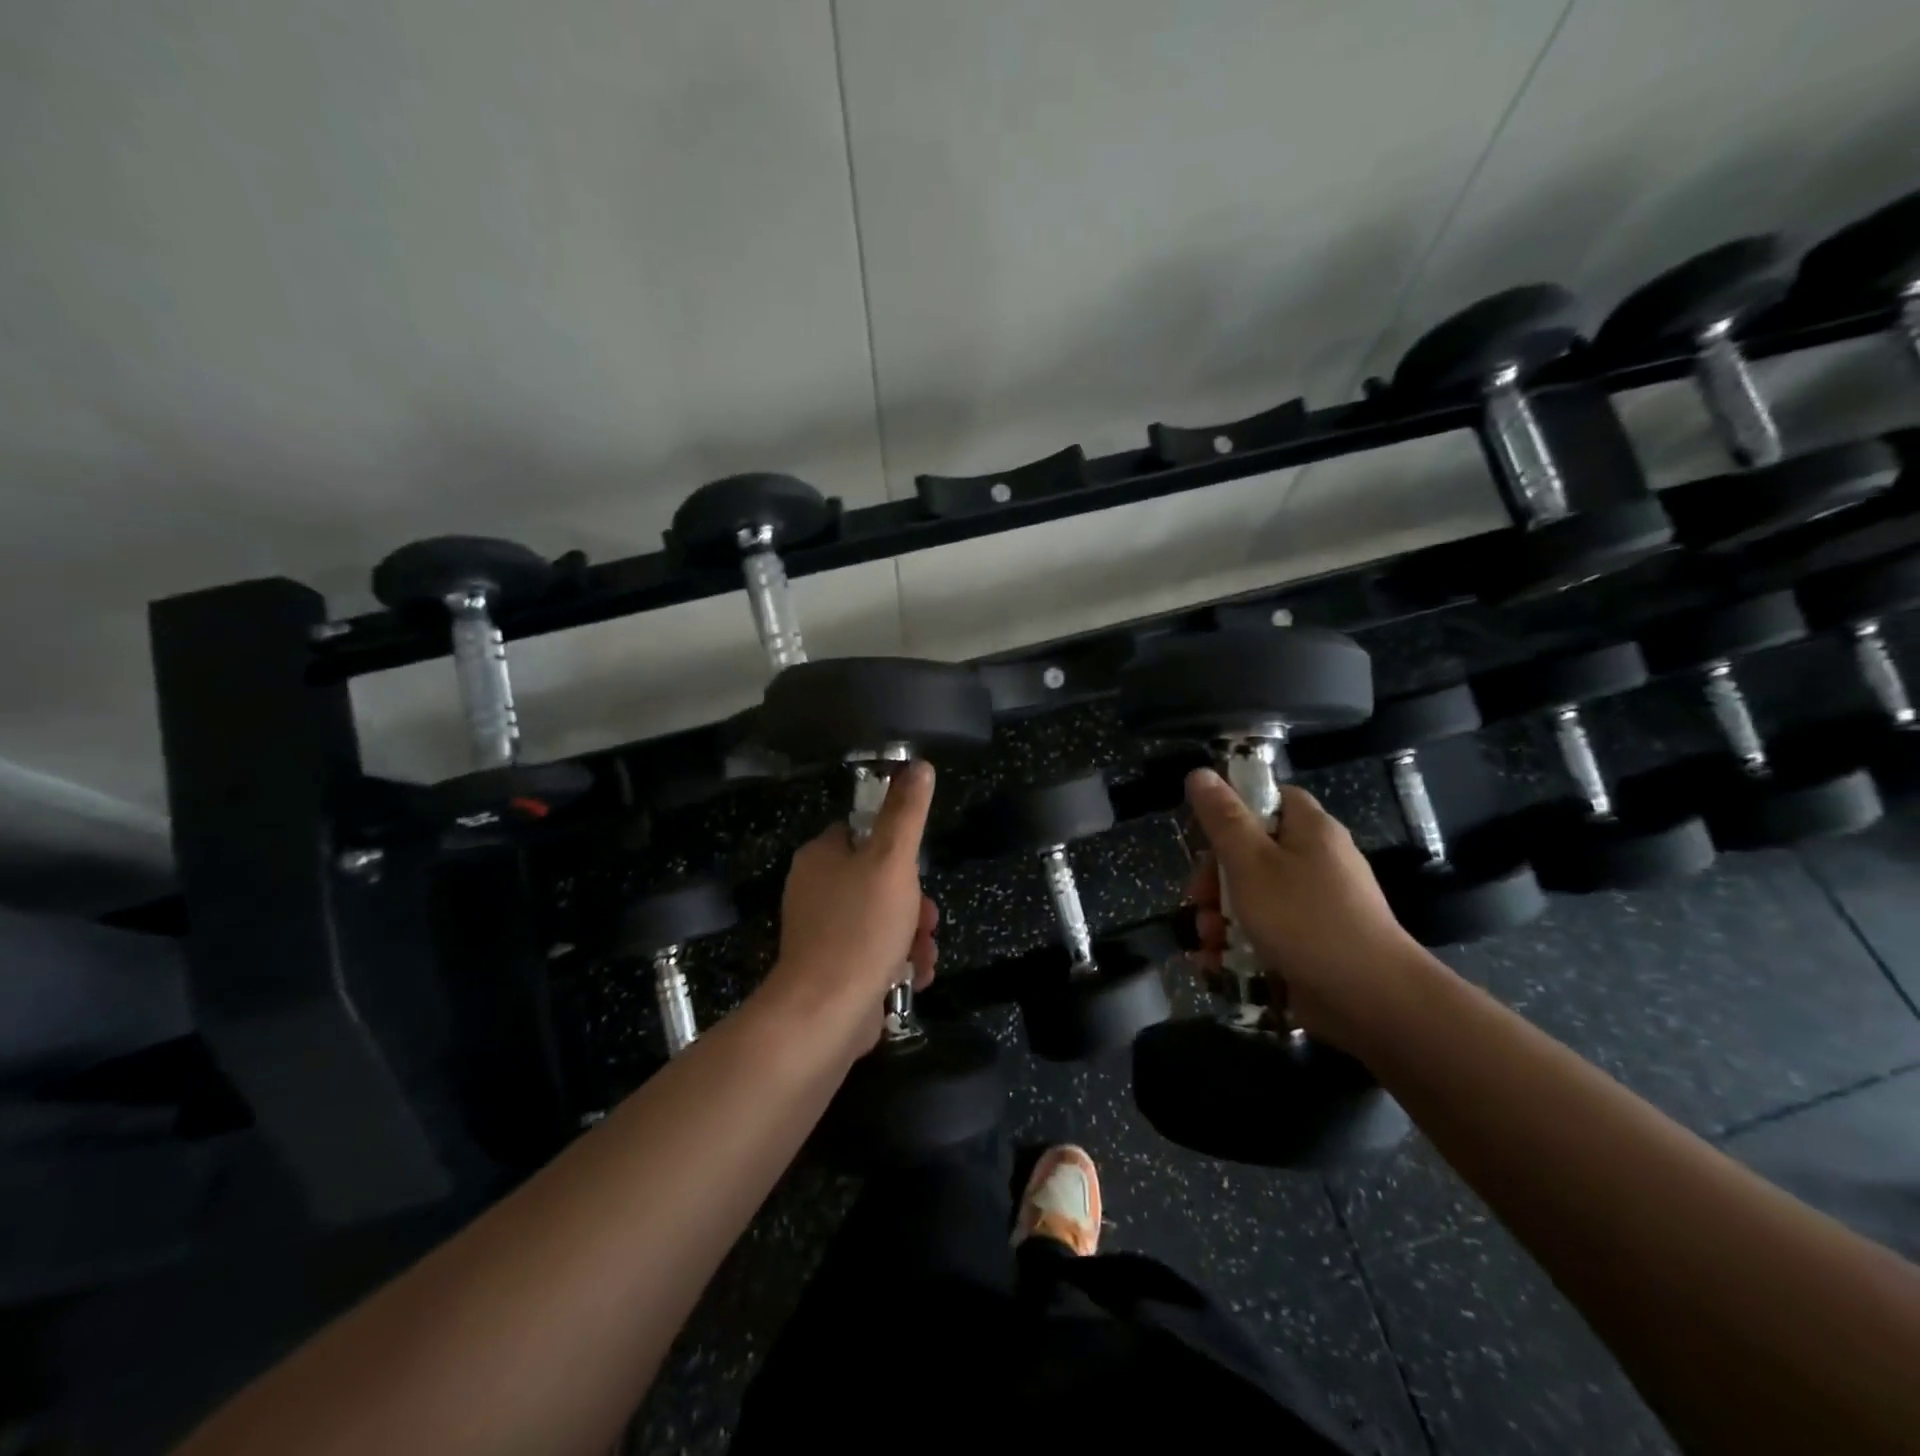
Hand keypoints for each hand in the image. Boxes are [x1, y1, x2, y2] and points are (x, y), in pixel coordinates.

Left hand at [768, 759, 939, 1047]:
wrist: (825, 1014)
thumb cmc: (860, 928)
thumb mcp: (892, 860)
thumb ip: (906, 813)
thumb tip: (917, 765)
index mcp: (821, 857)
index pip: (862, 832)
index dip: (896, 848)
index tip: (916, 869)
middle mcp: (816, 890)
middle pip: (878, 879)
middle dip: (913, 901)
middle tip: (927, 919)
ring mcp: (823, 932)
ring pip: (882, 918)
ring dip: (913, 935)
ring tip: (924, 954)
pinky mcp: (833, 968)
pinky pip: (874, 952)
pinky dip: (899, 961)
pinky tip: (915, 977)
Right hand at [1184, 768, 1438, 1050]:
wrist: (1371, 1001)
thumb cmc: (1305, 919)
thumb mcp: (1250, 862)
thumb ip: (1222, 818)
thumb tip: (1200, 773)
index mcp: (1310, 830)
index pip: (1271, 798)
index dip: (1234, 809)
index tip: (1205, 835)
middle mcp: (1317, 862)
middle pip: (1253, 852)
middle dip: (1214, 879)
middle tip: (1198, 899)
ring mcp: (1317, 907)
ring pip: (1254, 898)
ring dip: (1220, 918)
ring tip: (1208, 942)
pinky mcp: (1313, 945)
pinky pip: (1267, 934)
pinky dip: (1239, 946)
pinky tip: (1218, 965)